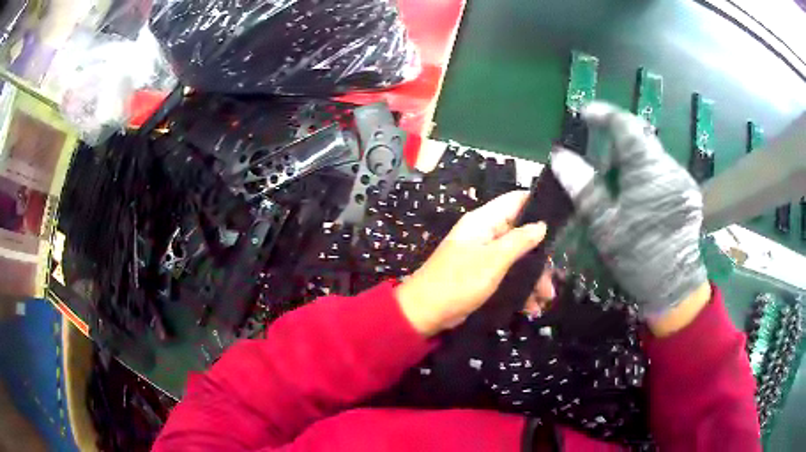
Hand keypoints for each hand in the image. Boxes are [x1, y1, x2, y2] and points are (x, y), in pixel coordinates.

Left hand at [396, 191, 547, 335]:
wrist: (426, 313)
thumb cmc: (459, 282)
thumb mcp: (493, 260)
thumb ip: (519, 241)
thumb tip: (541, 225)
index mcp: (483, 221)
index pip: (515, 201)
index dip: (538, 206)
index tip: (561, 220)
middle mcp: (485, 234)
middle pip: (521, 234)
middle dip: (539, 255)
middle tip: (554, 277)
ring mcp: (484, 255)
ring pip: (517, 258)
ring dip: (532, 277)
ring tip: (546, 298)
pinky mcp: (482, 275)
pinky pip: (508, 275)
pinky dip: (520, 288)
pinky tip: (531, 307)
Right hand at [550, 102, 707, 321]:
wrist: (674, 287)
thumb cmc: (638, 257)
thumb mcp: (605, 225)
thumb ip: (584, 186)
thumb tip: (559, 156)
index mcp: (648, 169)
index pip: (625, 125)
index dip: (604, 114)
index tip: (585, 114)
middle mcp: (670, 166)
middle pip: (641, 138)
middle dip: (618, 141)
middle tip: (599, 158)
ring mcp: (683, 179)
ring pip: (653, 155)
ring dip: (634, 159)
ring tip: (620, 182)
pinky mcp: (689, 191)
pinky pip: (665, 170)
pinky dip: (648, 172)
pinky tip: (642, 195)